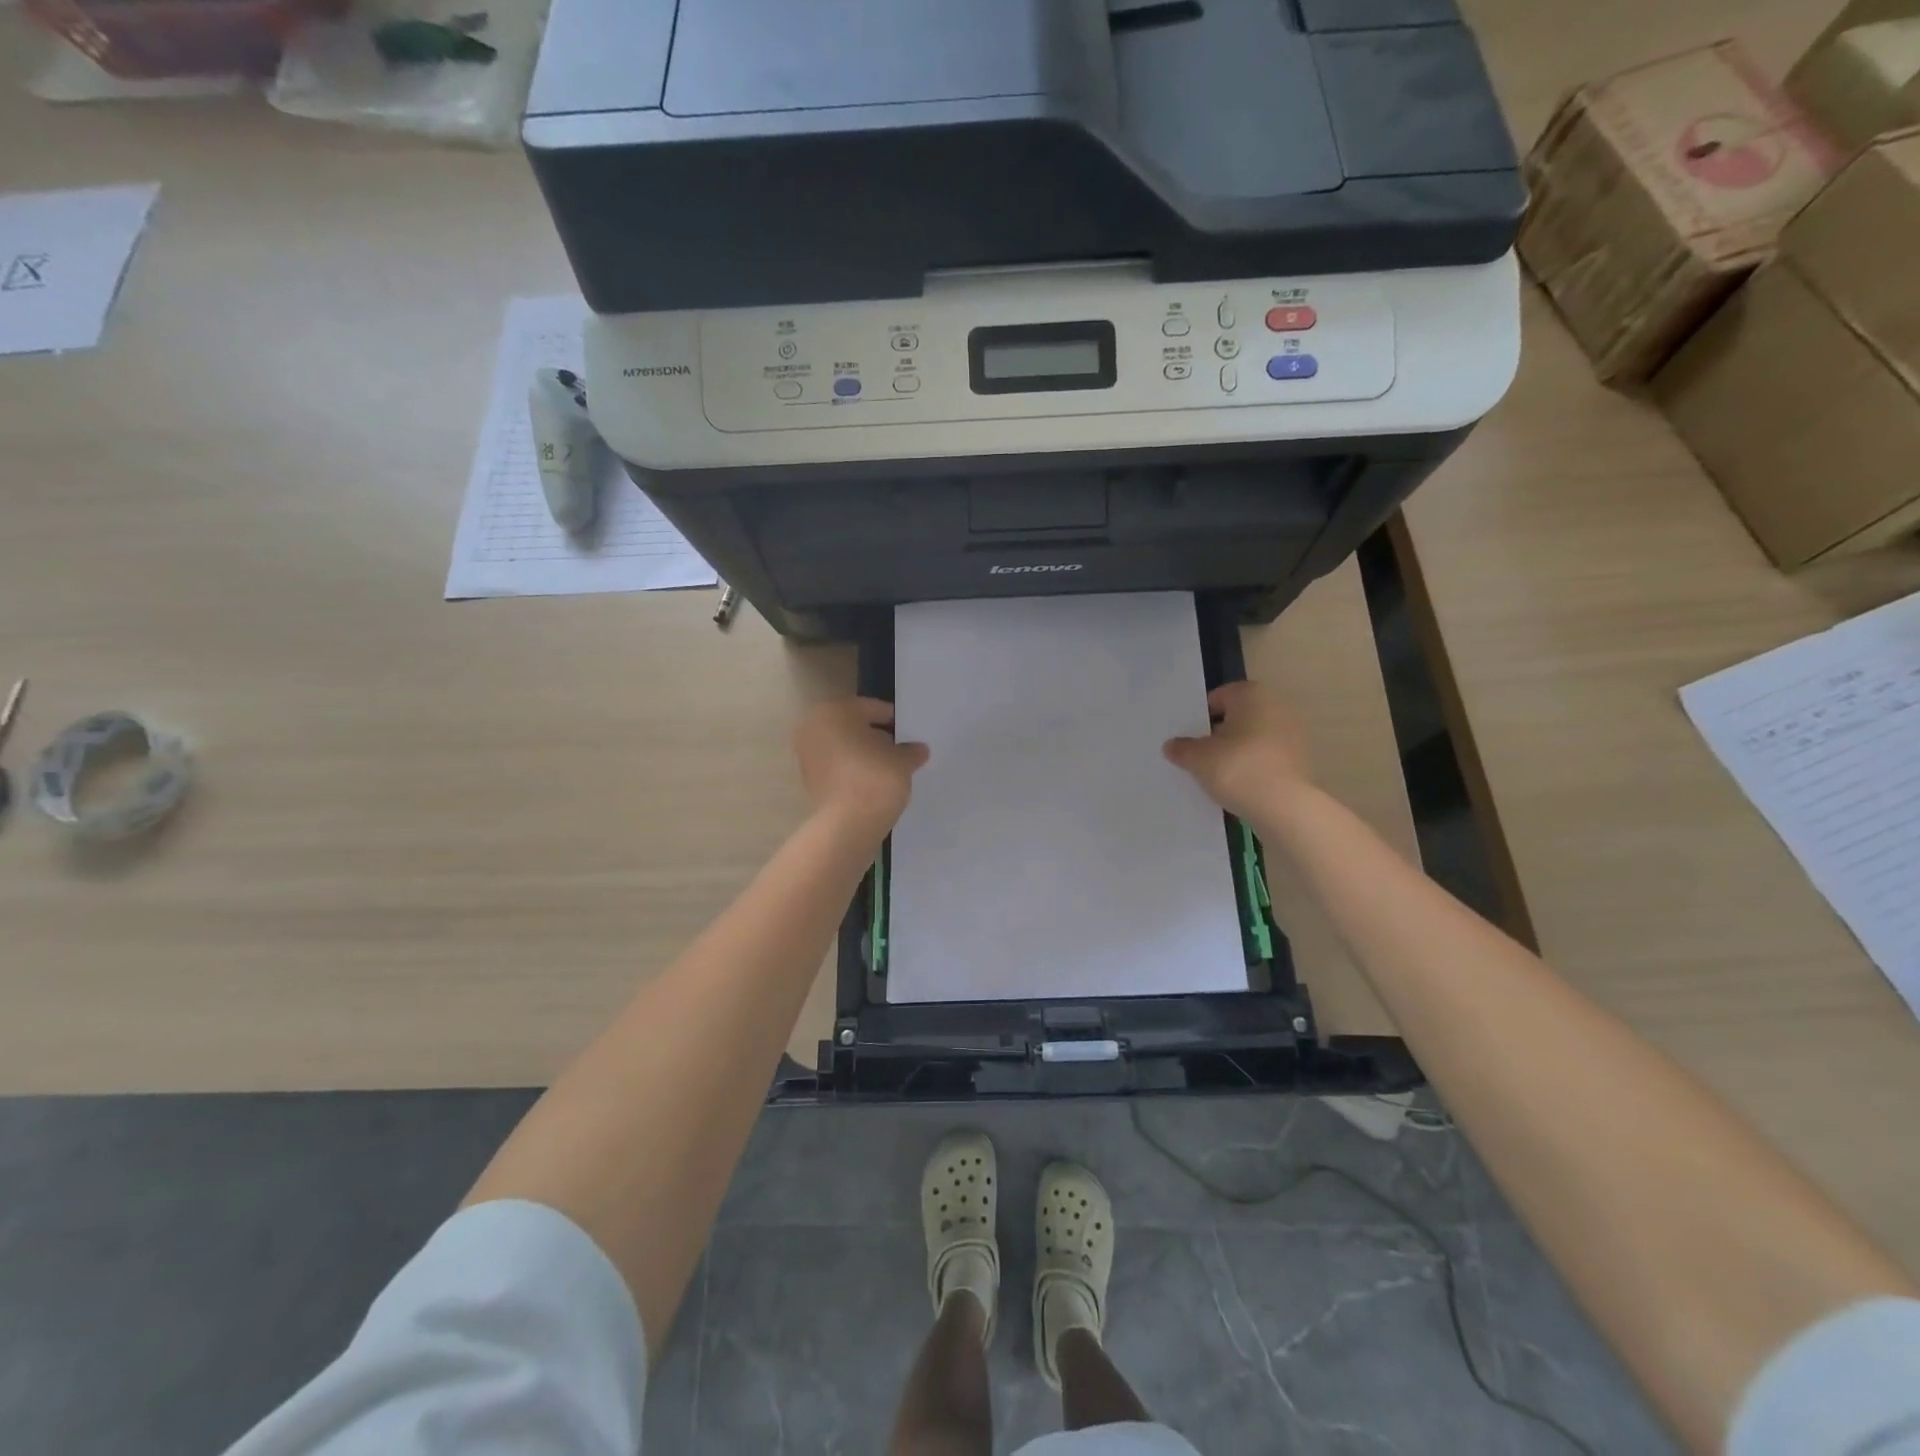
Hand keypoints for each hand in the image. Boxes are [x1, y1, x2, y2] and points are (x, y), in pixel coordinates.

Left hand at [794, 697, 929, 837]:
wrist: (847, 825)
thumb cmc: (875, 778)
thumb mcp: (902, 760)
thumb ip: (911, 750)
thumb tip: (918, 749)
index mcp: (835, 711)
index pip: (872, 708)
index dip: (894, 721)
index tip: (909, 734)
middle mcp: (814, 727)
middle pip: (854, 726)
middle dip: (876, 737)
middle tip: (900, 750)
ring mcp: (807, 755)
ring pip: (844, 747)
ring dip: (864, 754)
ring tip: (889, 768)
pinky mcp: (809, 780)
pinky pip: (837, 767)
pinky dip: (853, 770)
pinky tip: (872, 782)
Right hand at [1163, 681, 1312, 822]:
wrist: (1285, 807)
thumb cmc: (1238, 768)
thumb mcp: (1197, 758)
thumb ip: (1181, 748)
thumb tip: (1172, 745)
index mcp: (1251, 694)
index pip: (1216, 699)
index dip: (1199, 719)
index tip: (1189, 741)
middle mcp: (1277, 706)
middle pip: (1237, 718)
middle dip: (1219, 735)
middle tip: (1200, 758)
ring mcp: (1294, 733)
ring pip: (1253, 739)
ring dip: (1237, 752)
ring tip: (1219, 776)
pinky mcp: (1301, 760)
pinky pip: (1267, 758)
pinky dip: (1253, 767)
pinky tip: (1240, 786)